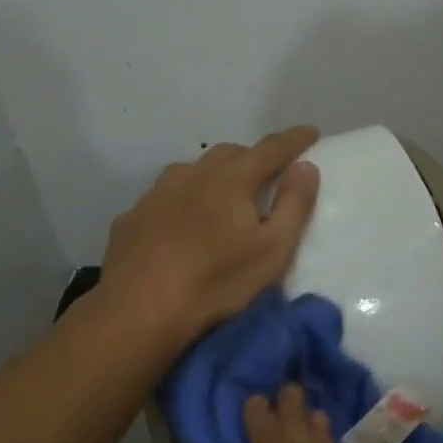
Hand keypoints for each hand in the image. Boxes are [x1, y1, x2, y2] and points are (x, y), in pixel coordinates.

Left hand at [99, 126, 321, 350]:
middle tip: (266, 175)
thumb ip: (294, 205)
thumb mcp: (272, 251)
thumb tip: (306, 167)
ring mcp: (156, 194)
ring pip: (191, 171)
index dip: (294, 139)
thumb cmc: (216, 282)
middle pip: (228, 153)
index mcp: (231, 180)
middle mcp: (192, 175)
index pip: (270, 149)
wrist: (139, 309)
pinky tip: (180, 224)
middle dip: (252, 158)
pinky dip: (181, 201)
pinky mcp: (132, 217)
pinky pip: (164, 197)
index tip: (311, 132)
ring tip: (222, 197)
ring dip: (213, 176)